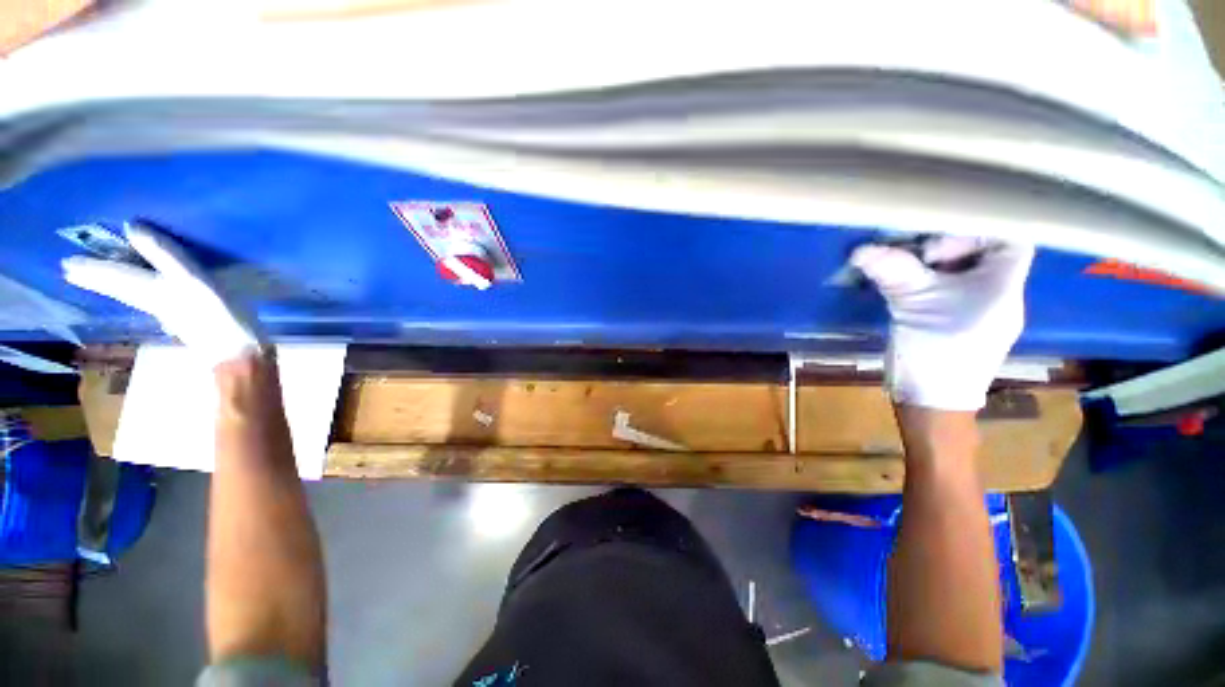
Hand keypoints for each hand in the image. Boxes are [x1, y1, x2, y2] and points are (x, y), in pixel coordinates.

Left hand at [62, 223, 263, 367]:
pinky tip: (139, 294)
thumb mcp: (193, 279)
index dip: (92, 268)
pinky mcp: (183, 316)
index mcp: (149, 289)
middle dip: (95, 278)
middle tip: (70, 271)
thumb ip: (165, 254)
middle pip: (117, 286)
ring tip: (95, 279)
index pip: (114, 275)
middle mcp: (151, 299)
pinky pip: (148, 298)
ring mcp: (166, 310)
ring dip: (110, 285)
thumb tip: (132, 226)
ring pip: (129, 293)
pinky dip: (135, 292)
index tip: (66, 263)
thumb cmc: (215, 313)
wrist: (234, 350)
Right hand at [851, 237, 1032, 410]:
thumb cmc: (936, 352)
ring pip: (966, 275)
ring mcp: (983, 312)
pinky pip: (954, 292)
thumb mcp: (912, 306)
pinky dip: (931, 285)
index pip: (1010, 240)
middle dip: (946, 250)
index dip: (973, 234)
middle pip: (984, 255)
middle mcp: (1001, 295)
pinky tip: (906, 290)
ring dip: (933, 269)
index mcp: (1003, 286)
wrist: (934, 403)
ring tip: (902, 272)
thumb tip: (860, 250)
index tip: (932, 251)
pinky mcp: (964, 325)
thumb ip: (892, 273)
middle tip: (909, 258)